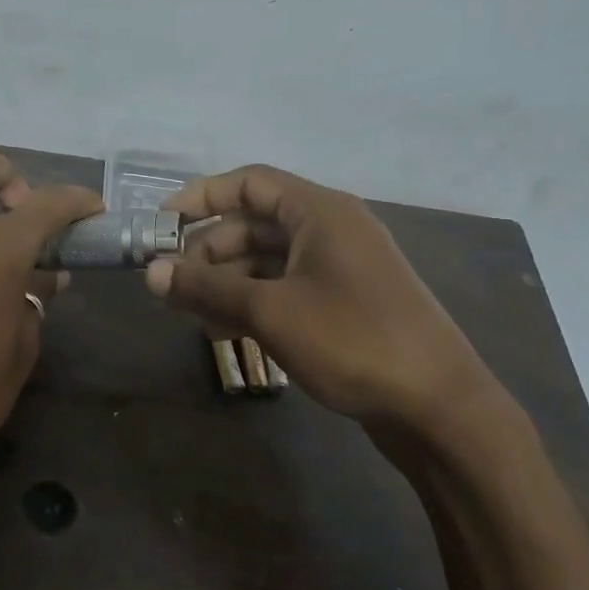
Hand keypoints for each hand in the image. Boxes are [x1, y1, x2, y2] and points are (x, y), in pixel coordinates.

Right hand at [145, 165, 513, 452]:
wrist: (438, 407)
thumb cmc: (353, 341)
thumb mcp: (270, 311)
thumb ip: (207, 288)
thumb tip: (150, 272)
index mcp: (320, 212)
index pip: (250, 183)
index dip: (202, 197)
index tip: (161, 224)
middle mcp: (332, 230)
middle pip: (255, 224)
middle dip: (209, 250)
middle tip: (171, 282)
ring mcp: (341, 269)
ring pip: (268, 261)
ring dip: (227, 282)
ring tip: (191, 315)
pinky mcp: (345, 304)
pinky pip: (287, 288)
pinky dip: (253, 303)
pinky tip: (225, 332)